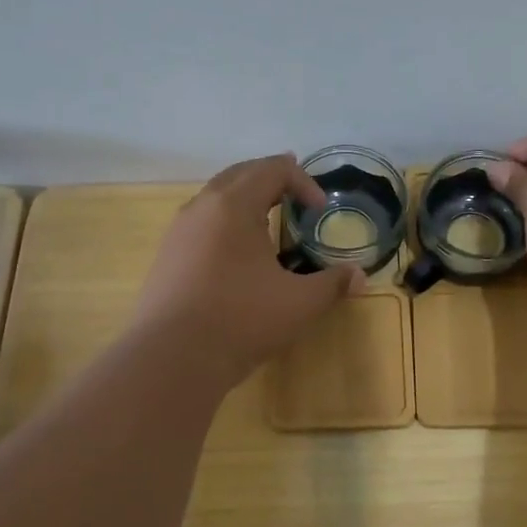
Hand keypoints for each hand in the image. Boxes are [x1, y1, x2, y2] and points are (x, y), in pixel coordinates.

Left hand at [133, 154, 359, 383]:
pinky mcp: (167, 256)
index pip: (273, 169)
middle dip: (272, 178)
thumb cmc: (241, 320)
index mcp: (234, 205)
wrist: (172, 357)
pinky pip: (201, 222)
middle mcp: (202, 207)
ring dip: (245, 199)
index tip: (319, 211)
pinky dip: (225, 222)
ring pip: (216, 197)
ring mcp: (179, 231)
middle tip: (295, 194)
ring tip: (267, 219)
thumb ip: (333, 284)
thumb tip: (359, 276)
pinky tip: (236, 252)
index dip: (303, 182)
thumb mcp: (299, 303)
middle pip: (240, 173)